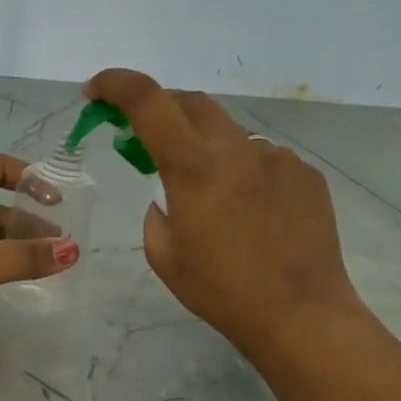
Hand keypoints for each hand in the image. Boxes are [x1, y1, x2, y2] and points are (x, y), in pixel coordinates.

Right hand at [85, 70, 359, 359]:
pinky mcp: (306, 175)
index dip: (116, 84)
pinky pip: (263, 158)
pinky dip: (243, 170)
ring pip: (229, 132)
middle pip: (191, 103)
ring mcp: (277, 158)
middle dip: (161, 109)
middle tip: (145, 136)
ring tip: (208, 191)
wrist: (301, 315)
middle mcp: (237, 150)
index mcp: (194, 169)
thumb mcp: (164, 256)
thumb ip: (155, 213)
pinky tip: (249, 210)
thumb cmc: (222, 291)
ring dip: (206, 146)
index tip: (95, 91)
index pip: (148, 101)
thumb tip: (169, 197)